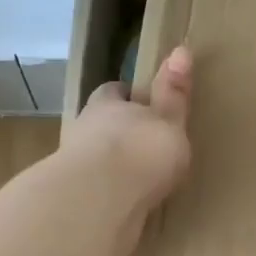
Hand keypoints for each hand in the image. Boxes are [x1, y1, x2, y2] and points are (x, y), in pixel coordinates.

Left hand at [61, 47, 192, 255]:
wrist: (100, 201)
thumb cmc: (140, 151)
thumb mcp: (168, 120)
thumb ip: (173, 93)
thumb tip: (181, 49)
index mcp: (107, 106)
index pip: (112, 92)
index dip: (125, 95)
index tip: (140, 102)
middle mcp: (85, 131)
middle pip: (99, 124)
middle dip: (116, 132)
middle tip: (140, 143)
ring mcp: (75, 167)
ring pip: (93, 159)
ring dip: (109, 166)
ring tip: (134, 179)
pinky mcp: (75, 199)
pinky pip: (94, 192)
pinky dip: (106, 195)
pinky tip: (123, 205)